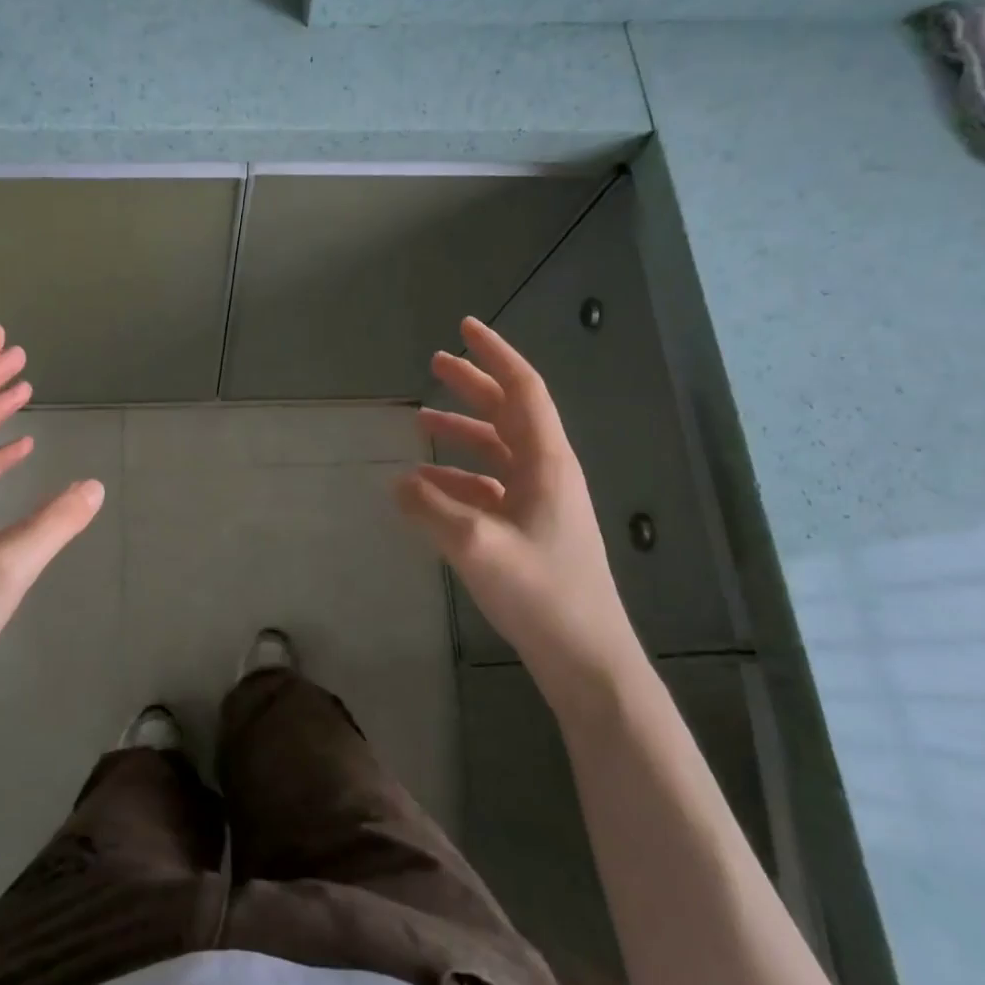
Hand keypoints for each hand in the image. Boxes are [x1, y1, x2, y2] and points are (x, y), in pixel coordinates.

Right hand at [396, 317, 643, 707]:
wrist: (586, 656)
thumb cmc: (542, 592)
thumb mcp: (477, 546)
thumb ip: (432, 509)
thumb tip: (399, 483)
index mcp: (547, 462)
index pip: (523, 389)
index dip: (495, 355)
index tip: (465, 327)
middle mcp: (547, 473)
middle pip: (508, 413)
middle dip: (473, 385)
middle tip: (435, 364)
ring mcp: (540, 502)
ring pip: (497, 450)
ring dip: (462, 432)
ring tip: (421, 421)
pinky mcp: (529, 529)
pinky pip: (490, 487)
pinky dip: (459, 477)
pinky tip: (427, 484)